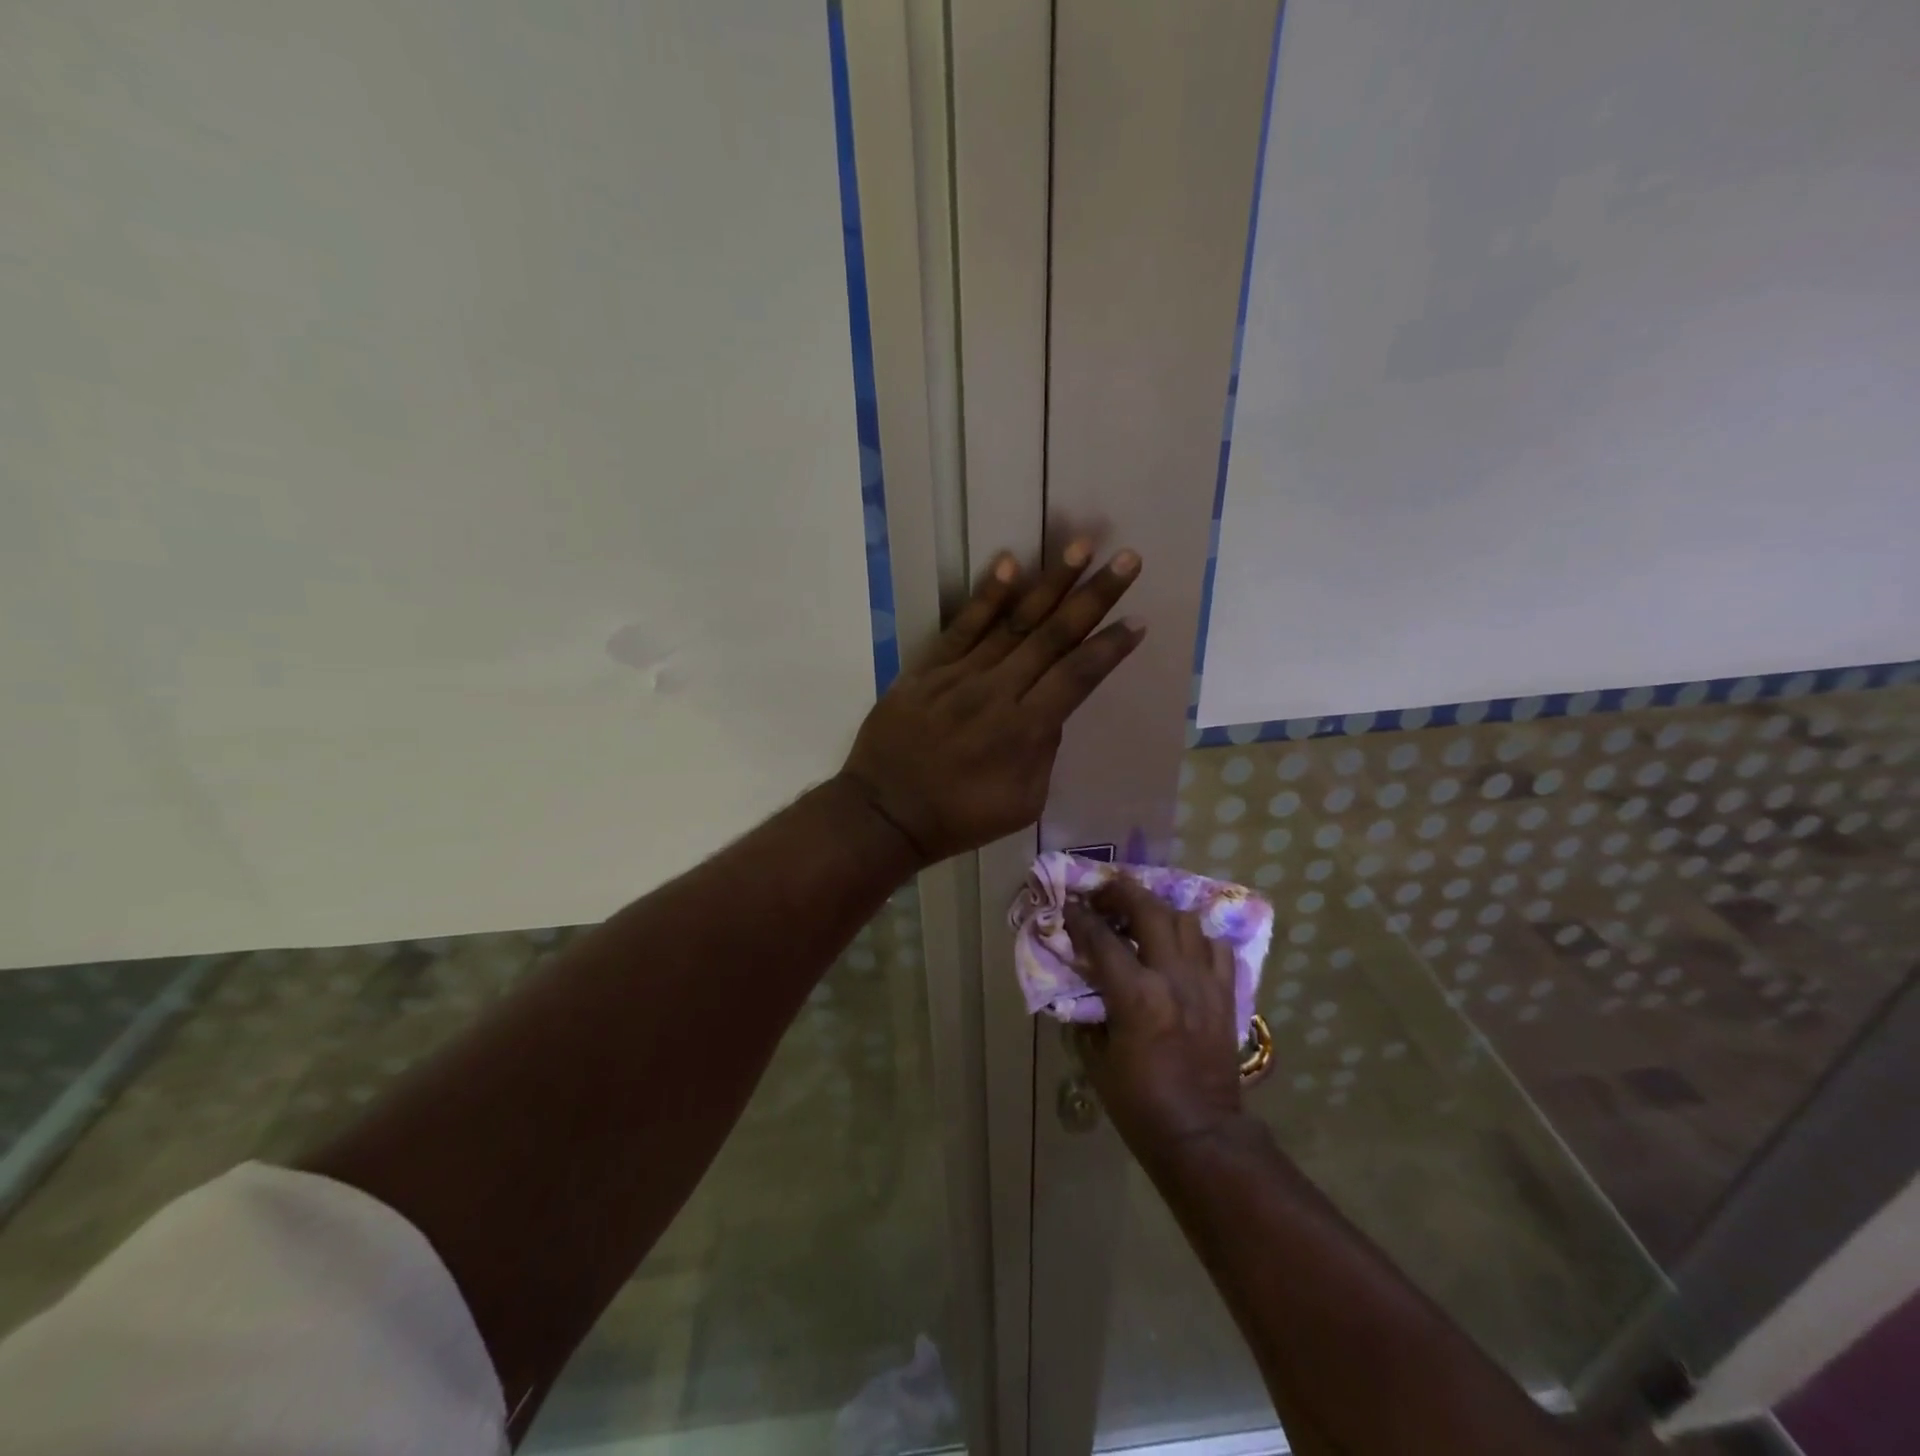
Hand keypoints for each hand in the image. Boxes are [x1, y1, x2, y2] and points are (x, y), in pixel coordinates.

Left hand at [838, 541, 1143, 864]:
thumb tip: (1053, 709)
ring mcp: (960, 675)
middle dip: (1094, 597)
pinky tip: (1009, 563)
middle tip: (1127, 560)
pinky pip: (961, 626)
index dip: (1109, 647)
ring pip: (1013, 622)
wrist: (885, 813)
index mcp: (1025, 731)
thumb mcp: (1022, 803)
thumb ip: (1044, 752)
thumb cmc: (959, 817)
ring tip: (1081, 546)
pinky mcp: (928, 668)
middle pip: (1053, 637)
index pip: (1077, 677)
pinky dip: (986, 596)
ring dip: (1050, 583)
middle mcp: (997, 692)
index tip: (1137, 619)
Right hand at [1064, 878, 1246, 1158]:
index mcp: (1136, 995)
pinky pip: (1216, 947)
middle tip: (1104, 892)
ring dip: (1160, 910)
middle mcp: (1173, 977)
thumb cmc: (1139, 1103)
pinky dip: (1196, 938)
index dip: (1079, 917)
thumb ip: (1088, 1011)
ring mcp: (1205, 983)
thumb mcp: (1096, 1058)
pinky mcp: (1226, 994)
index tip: (1067, 904)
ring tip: (1142, 914)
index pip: (1101, 939)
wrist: (1201, 1134)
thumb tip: (1083, 981)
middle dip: (1122, 892)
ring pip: (1186, 920)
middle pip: (1149, 910)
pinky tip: (1181, 946)